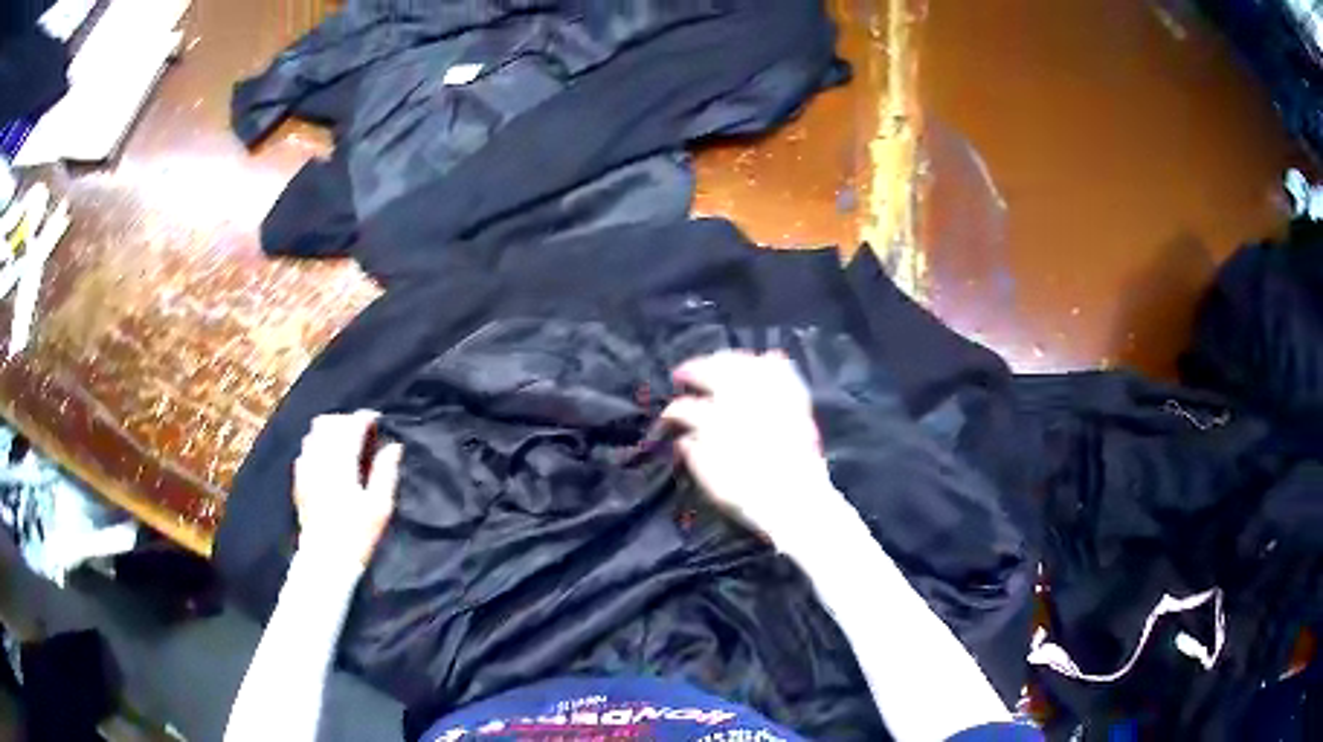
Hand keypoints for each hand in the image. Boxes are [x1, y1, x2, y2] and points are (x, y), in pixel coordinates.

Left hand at [293, 410, 402, 565]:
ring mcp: (306, 470)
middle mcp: (320, 460)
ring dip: (329, 431)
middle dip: (345, 420)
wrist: (325, 560)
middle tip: (361, 431)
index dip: (365, 418)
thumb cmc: (357, 535)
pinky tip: (326, 460)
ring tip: (344, 441)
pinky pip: (305, 451)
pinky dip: (317, 446)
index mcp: (341, 463)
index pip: (351, 426)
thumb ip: (385, 472)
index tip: (377, 419)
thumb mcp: (379, 507)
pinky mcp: (299, 481)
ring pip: (313, 434)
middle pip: (328, 423)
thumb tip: (394, 447)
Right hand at [661, 351, 851, 553]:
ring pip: (746, 365)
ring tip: (716, 361)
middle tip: (683, 374)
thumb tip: (684, 439)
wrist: (799, 504)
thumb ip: (695, 456)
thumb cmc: (752, 499)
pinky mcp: (795, 404)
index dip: (673, 411)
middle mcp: (744, 405)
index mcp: (719, 425)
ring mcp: (772, 400)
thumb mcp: (714, 484)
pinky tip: (765, 358)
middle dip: (694, 369)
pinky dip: (772, 363)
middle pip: (715, 373)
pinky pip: (783, 373)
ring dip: (727, 359)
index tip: (667, 416)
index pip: (687, 408)